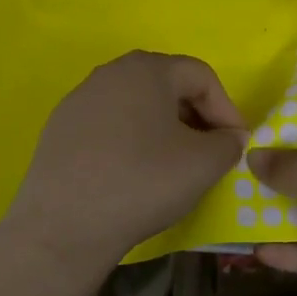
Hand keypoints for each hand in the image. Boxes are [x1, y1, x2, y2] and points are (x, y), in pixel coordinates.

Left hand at [2, 51, 246, 272]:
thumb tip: (229, 138)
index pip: (201, 75)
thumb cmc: (142, 182)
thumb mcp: (203, 164)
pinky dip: (132, 142)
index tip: (236, 145)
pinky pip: (110, 126)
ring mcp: (80, 100)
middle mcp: (110, 73)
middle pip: (167, 86)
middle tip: (209, 153)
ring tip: (174, 165)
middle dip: (196, 117)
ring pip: (137, 106)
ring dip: (164, 129)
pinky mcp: (60, 129)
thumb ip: (228, 143)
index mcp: (146, 69)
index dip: (226, 108)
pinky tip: (134, 175)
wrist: (63, 226)